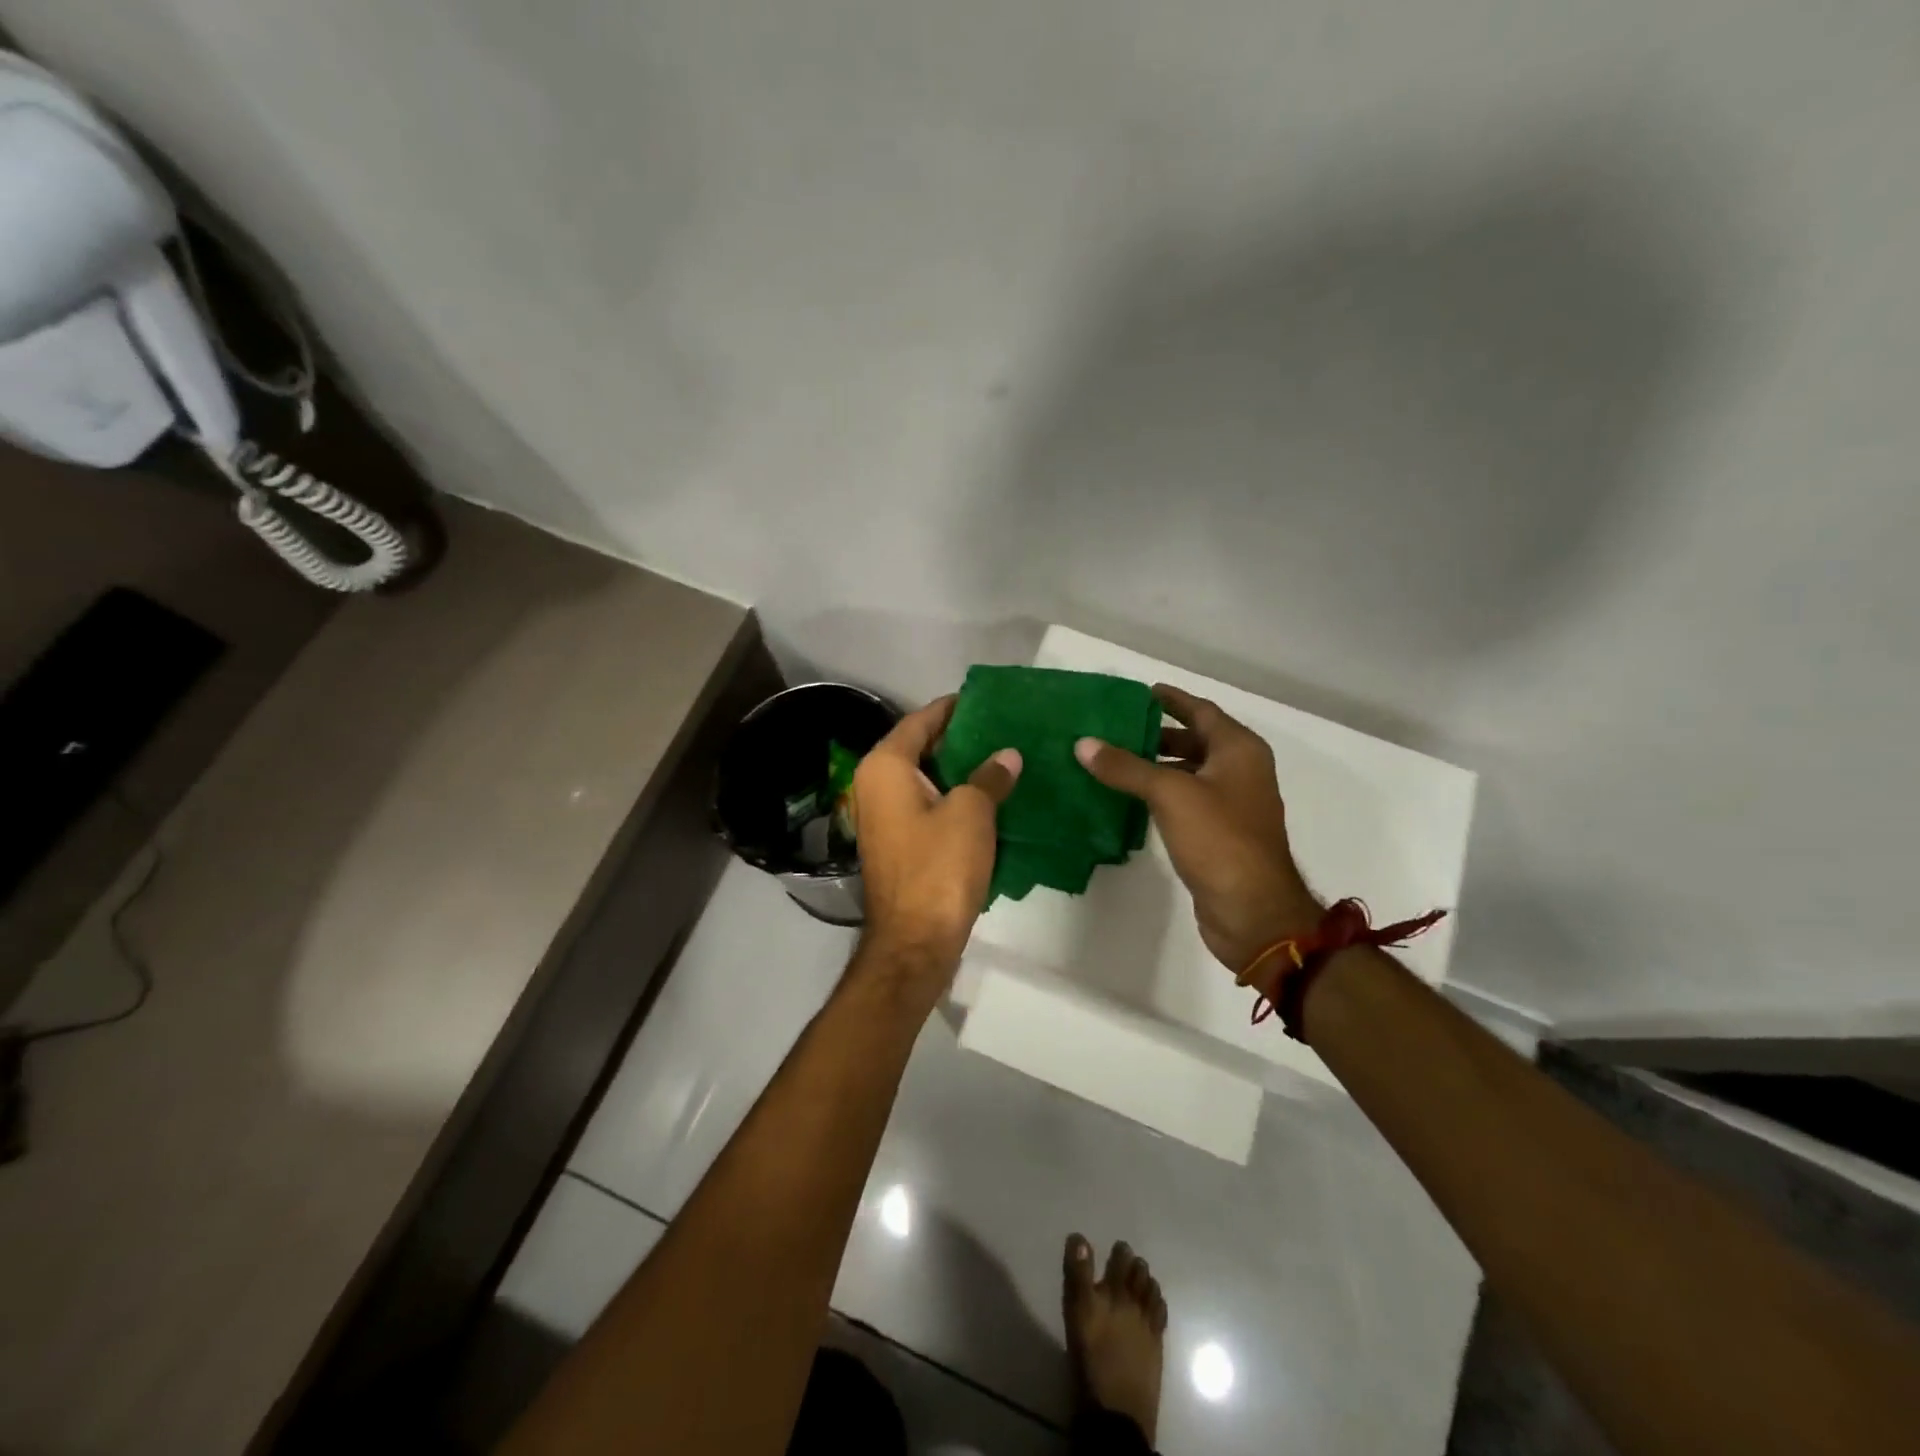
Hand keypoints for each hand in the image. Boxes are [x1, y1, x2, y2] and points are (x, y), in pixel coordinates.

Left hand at [853, 696, 1021, 998]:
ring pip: (926, 777)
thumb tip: (1008, 756)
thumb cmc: (939, 867)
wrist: (915, 940)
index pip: (921, 719)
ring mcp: (884, 815)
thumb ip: (989, 776)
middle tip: (1003, 727)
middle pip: (920, 747)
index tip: (988, 700)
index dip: (953, 708)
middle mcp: (876, 784)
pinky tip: (989, 793)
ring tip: (1003, 755)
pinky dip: (953, 795)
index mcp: (886, 767)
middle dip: (960, 737)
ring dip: (959, 768)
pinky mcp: (898, 841)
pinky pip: (927, 803)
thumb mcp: (971, 813)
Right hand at [1076, 684, 1317, 974]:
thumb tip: (1084, 743)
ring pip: (1189, 773)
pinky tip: (1128, 798)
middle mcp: (1240, 771)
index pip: (1201, 711)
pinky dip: (1160, 794)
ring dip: (1156, 765)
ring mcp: (1231, 805)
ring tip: (1113, 760)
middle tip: (1115, 728)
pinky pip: (1185, 802)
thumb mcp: (1170, 794)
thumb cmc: (1219, 840)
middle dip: (1158, 733)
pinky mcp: (1218, 835)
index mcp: (1239, 750)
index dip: (1171, 700)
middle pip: (1196, 740)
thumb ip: (1126, 767)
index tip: (1138, 693)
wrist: (1253, 911)